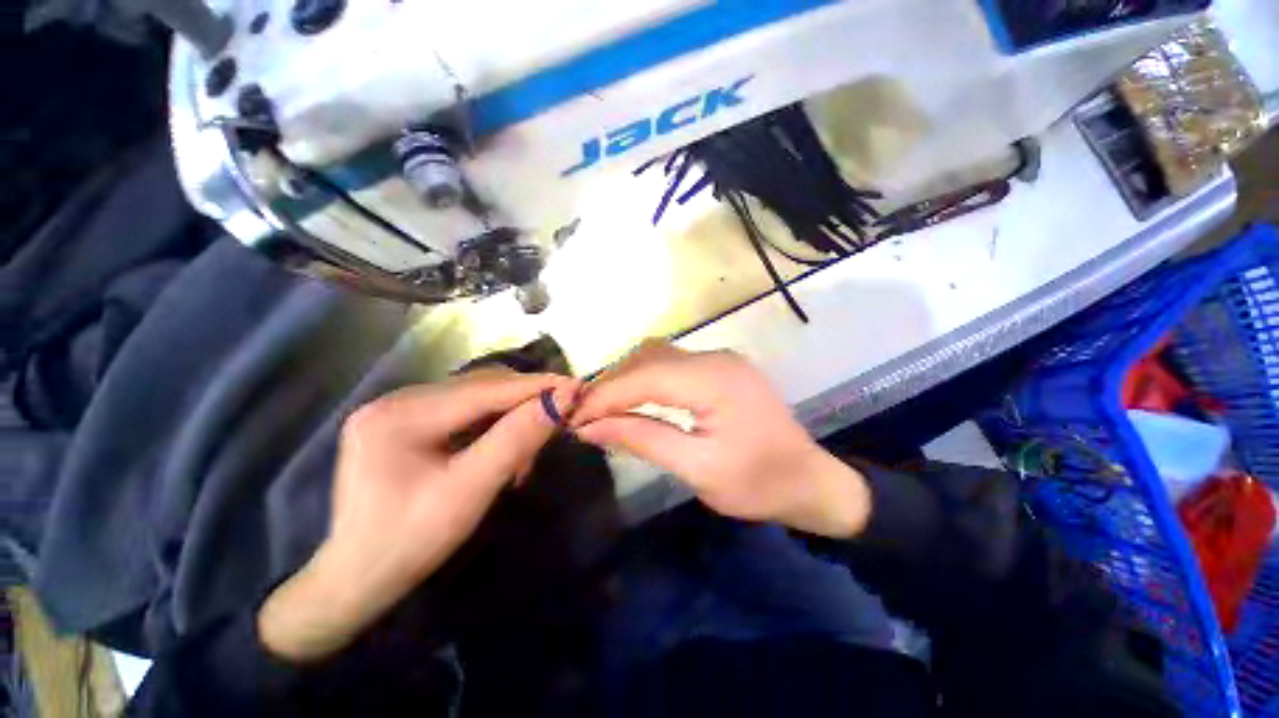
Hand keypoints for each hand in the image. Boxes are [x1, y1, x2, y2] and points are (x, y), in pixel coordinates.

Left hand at [259, 369, 577, 661]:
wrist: (357, 580)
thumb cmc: (410, 543)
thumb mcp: (470, 492)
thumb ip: (517, 440)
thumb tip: (564, 398)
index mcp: (400, 416)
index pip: (483, 389)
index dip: (534, 386)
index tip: (576, 385)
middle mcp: (397, 400)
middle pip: (480, 387)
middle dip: (523, 402)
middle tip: (559, 419)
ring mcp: (400, 409)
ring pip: (476, 396)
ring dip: (510, 414)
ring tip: (529, 447)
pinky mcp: (408, 421)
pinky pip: (465, 410)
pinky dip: (494, 423)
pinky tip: (504, 446)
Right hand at [570, 341, 869, 538]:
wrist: (811, 481)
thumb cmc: (758, 484)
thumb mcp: (697, 468)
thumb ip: (643, 439)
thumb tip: (591, 427)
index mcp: (714, 380)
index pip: (644, 377)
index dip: (604, 395)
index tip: (572, 417)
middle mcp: (716, 357)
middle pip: (648, 359)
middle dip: (610, 384)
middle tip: (583, 414)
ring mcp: (720, 359)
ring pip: (658, 357)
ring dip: (626, 379)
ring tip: (602, 407)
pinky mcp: (721, 368)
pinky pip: (673, 365)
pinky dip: (647, 379)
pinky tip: (634, 398)